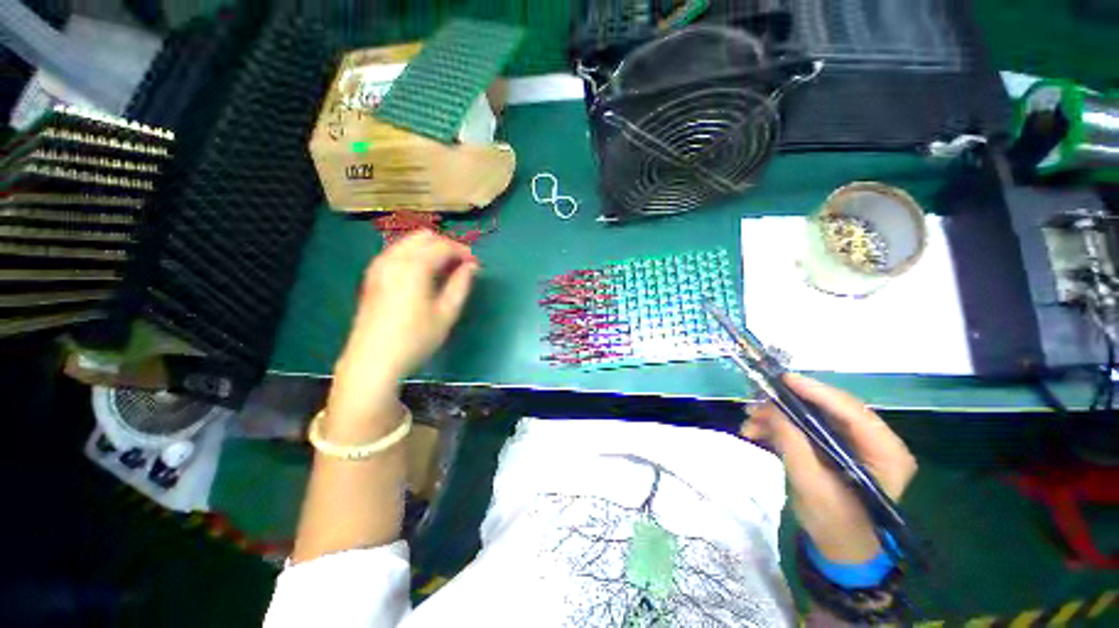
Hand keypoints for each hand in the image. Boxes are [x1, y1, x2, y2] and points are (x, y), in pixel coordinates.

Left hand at [330, 231, 477, 419]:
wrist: (372, 361)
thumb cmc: (416, 339)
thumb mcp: (447, 313)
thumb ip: (461, 285)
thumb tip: (471, 267)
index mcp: (414, 266)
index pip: (443, 246)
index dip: (463, 252)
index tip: (475, 265)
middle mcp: (393, 259)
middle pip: (424, 236)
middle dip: (446, 245)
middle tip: (461, 265)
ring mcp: (379, 266)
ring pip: (408, 242)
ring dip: (430, 249)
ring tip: (445, 270)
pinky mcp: (372, 276)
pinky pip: (396, 253)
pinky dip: (414, 255)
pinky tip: (423, 275)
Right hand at [741, 375, 916, 563]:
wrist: (840, 549)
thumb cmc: (834, 524)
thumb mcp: (811, 484)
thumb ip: (792, 442)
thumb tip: (772, 407)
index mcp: (885, 453)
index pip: (851, 410)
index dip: (815, 391)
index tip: (782, 379)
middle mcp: (875, 441)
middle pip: (829, 409)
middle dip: (788, 404)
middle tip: (757, 401)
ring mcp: (855, 443)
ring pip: (813, 416)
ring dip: (778, 416)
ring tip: (749, 421)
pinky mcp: (836, 446)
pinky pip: (806, 427)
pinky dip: (780, 427)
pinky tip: (756, 431)